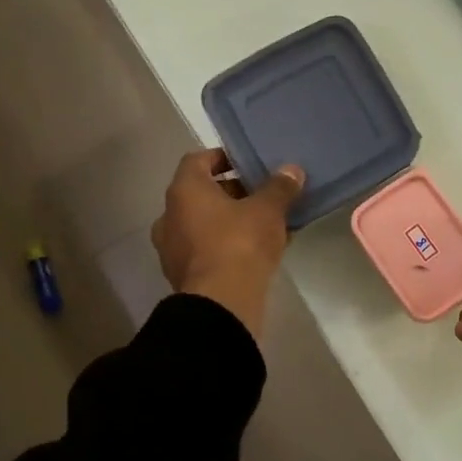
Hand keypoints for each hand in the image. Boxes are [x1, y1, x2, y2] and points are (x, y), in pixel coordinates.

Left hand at [151, 149, 304, 339]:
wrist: (222, 302)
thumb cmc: (240, 243)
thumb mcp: (268, 210)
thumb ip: (279, 187)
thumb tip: (291, 170)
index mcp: (184, 191)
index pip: (197, 160)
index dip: (222, 158)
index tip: (246, 163)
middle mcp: (169, 216)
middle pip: (200, 194)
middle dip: (231, 192)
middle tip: (261, 194)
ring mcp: (172, 249)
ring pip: (203, 224)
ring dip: (228, 221)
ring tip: (262, 224)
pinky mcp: (183, 276)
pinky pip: (206, 250)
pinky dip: (225, 245)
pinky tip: (254, 252)